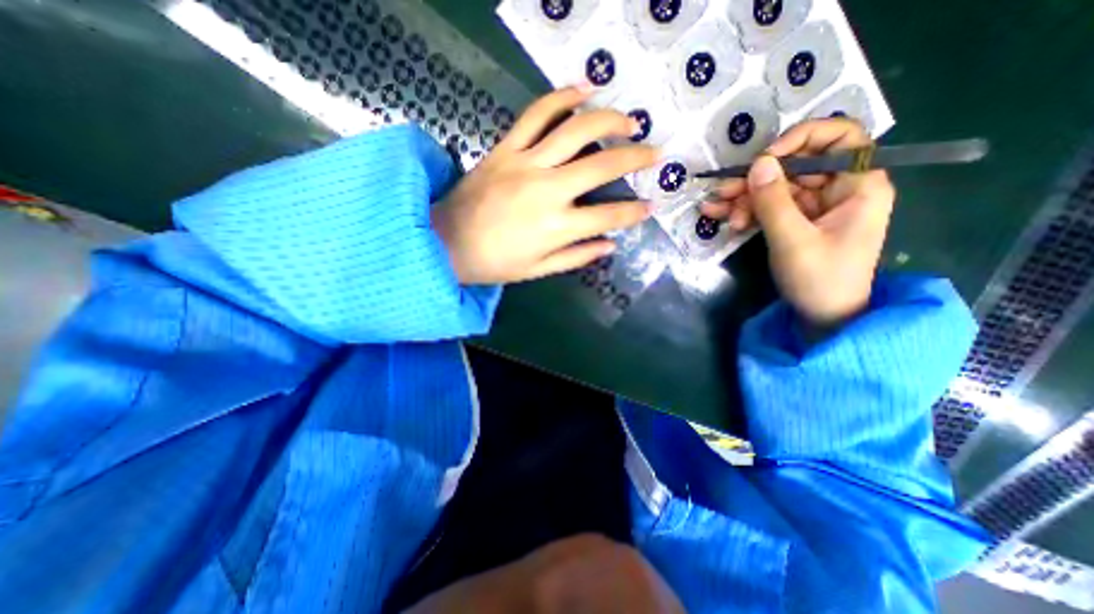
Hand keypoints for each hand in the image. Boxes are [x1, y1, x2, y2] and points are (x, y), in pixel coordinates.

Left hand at [433, 83, 657, 286]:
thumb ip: (577, 256)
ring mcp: (525, 164)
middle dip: (635, 158)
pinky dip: (561, 97)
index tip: (651, 205)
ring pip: (576, 131)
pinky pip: (536, 114)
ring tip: (629, 121)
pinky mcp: (506, 148)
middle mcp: (547, 191)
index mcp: (556, 228)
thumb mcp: (539, 270)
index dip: (634, 212)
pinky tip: (584, 89)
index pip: (608, 216)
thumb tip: (610, 245)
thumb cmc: (494, 263)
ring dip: (609, 121)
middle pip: (602, 167)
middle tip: (654, 153)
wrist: (445, 242)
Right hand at [705, 117, 891, 338]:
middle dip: (756, 179)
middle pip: (795, 166)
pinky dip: (744, 211)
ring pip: (775, 188)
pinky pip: (768, 207)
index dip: (802, 139)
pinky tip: (721, 216)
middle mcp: (837, 189)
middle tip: (723, 191)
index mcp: (858, 186)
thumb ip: (774, 201)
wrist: (822, 315)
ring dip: (742, 197)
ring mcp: (813, 207)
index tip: (766, 158)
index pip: (840, 139)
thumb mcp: (793, 240)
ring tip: (713, 209)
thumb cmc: (819, 279)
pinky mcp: (794, 222)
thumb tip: (758, 163)